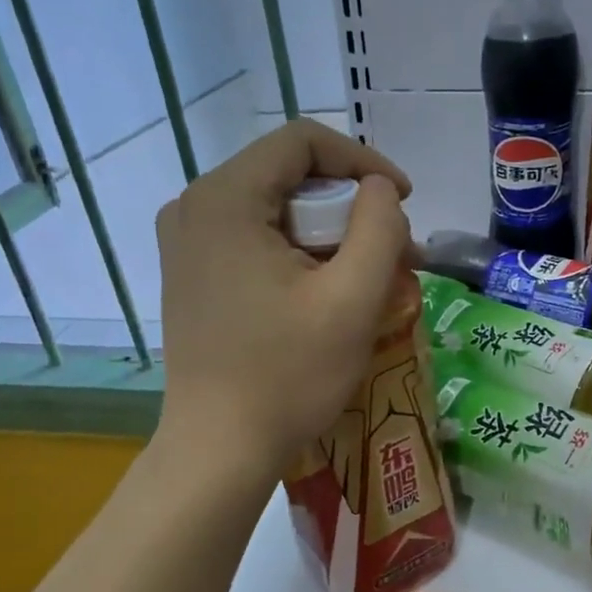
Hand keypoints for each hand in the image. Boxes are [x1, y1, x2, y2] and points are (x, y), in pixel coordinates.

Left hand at [153, 119, 411, 474]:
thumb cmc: (288, 375)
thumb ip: (379, 227)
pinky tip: (330, 293)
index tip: (404, 202)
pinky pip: (257, 239)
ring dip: (333, 235)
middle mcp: (194, 206)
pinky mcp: (193, 273)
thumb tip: (379, 190)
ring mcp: (187, 242)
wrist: (219, 449)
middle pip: (290, 176)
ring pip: (277, 210)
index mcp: (224, 199)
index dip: (364, 161)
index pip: (303, 142)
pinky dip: (302, 254)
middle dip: (353, 208)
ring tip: (373, 280)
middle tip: (398, 255)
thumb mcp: (352, 299)